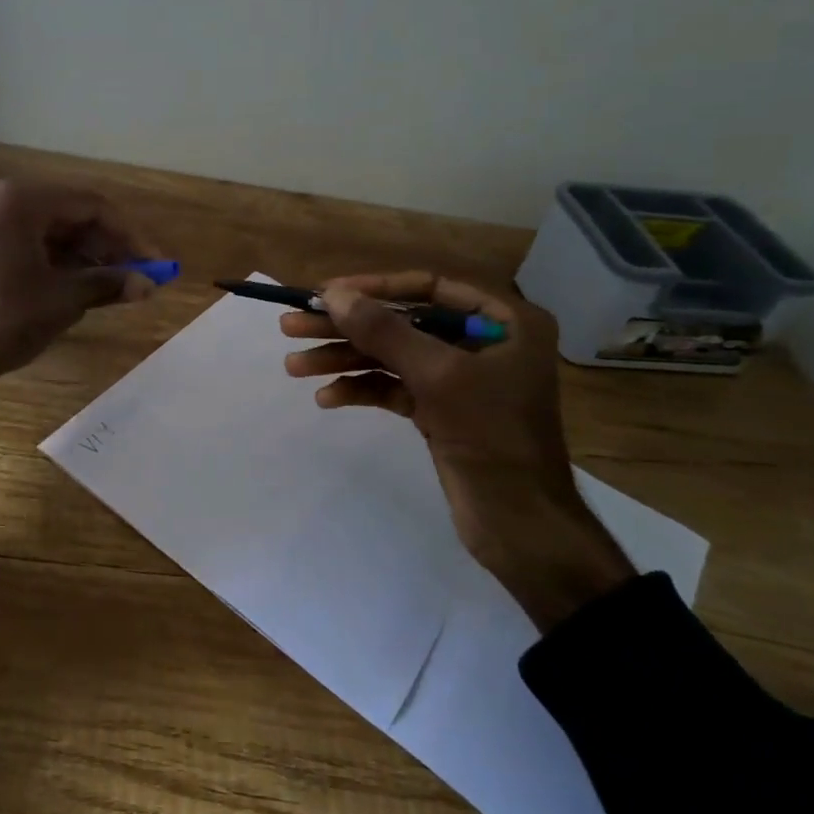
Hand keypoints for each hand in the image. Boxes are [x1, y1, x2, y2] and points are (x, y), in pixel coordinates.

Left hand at [0, 179, 160, 380]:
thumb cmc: (4, 316)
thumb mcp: (63, 299)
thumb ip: (109, 284)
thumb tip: (149, 285)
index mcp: (25, 201)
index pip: (94, 207)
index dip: (130, 236)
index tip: (155, 264)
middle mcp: (5, 201)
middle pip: (73, 217)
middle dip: (109, 247)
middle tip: (139, 276)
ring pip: (53, 233)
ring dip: (87, 257)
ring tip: (117, 286)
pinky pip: (33, 245)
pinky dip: (60, 263)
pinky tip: (83, 285)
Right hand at [280, 272, 635, 632]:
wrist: (521, 526)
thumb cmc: (493, 437)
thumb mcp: (438, 376)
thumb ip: (385, 331)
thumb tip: (332, 295)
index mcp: (504, 321)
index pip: (429, 287)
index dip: (375, 287)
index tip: (326, 294)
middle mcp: (483, 342)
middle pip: (403, 322)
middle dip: (348, 328)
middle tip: (292, 326)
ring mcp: (461, 379)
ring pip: (393, 357)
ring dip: (345, 360)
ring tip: (295, 367)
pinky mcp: (442, 411)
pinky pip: (395, 388)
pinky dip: (363, 390)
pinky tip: (327, 398)